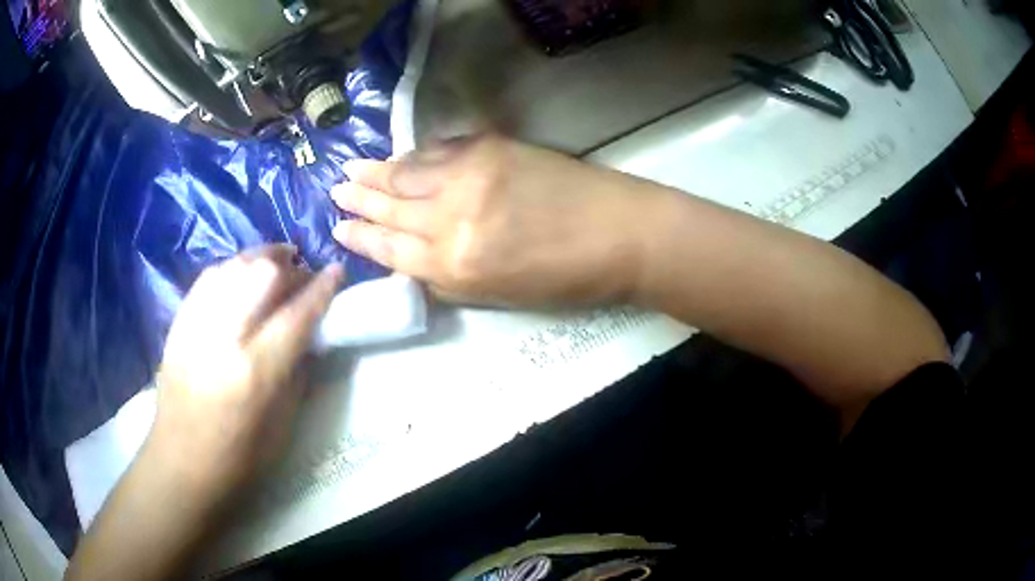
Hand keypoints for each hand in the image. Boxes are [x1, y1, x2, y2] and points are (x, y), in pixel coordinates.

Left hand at [148, 246, 342, 500]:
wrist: (181, 464)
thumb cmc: (239, 459)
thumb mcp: (283, 426)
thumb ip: (298, 373)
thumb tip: (311, 335)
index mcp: (255, 373)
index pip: (296, 315)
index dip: (321, 289)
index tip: (337, 270)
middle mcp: (223, 339)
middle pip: (261, 276)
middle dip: (290, 267)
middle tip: (303, 273)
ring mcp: (195, 326)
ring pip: (232, 267)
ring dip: (261, 258)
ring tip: (277, 262)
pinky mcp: (178, 324)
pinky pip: (208, 278)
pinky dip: (232, 268)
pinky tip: (242, 274)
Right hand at [330, 135, 660, 306]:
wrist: (620, 233)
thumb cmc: (565, 278)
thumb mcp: (498, 296)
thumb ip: (448, 276)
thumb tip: (411, 258)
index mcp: (455, 264)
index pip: (390, 247)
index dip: (361, 236)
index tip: (337, 227)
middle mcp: (452, 216)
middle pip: (392, 204)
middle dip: (359, 198)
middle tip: (335, 190)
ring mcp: (471, 174)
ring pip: (408, 171)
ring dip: (377, 171)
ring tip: (351, 169)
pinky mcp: (491, 147)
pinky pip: (439, 149)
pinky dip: (415, 154)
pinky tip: (400, 155)